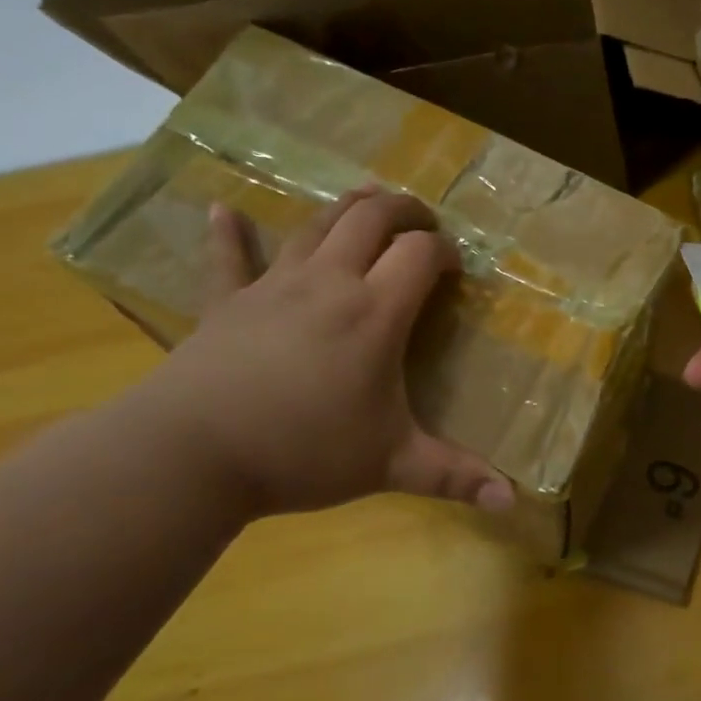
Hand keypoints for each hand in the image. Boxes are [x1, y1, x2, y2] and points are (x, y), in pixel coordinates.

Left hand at [123, 186, 513, 520]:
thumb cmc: (302, 453)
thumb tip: (511, 501)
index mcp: (375, 312)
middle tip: (423, 222)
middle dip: (404, 210)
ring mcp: (273, 286)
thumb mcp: (390, 464)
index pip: (421, 253)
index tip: (455, 269)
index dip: (445, 251)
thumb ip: (454, 476)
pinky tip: (222, 210)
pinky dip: (228, 233)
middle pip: (371, 218)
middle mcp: (329, 282)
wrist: (189, 456)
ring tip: (368, 198)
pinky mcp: (226, 303)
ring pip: (316, 225)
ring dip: (346, 207)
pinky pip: (227, 258)